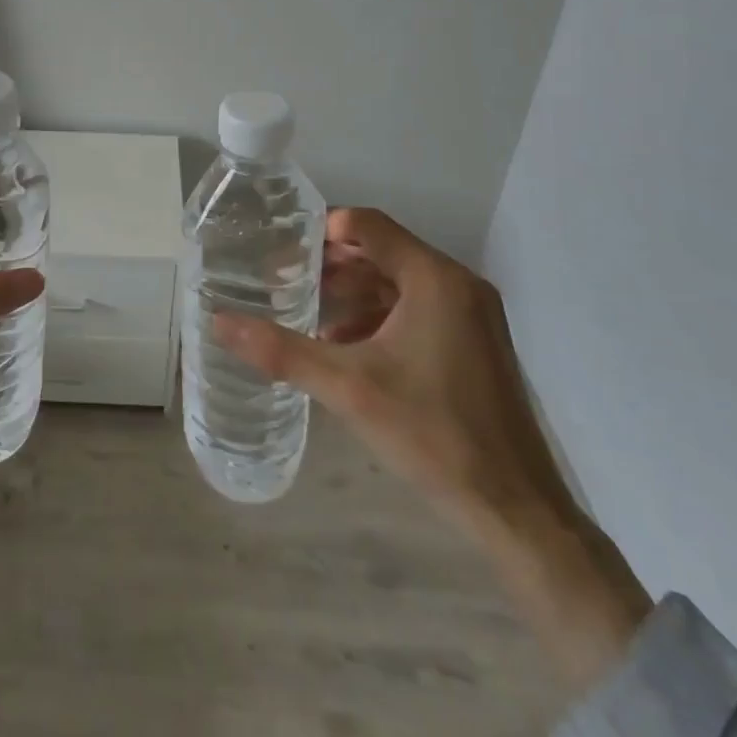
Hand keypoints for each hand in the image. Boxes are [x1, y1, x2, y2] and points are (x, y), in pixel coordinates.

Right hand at [217, 207, 652, 692]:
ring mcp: (471, 315)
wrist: (517, 510)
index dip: (321, 231)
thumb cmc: (433, 434)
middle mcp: (458, 285)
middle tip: (285, 281)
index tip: (281, 250)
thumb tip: (219, 322)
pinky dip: (378, 318)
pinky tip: (344, 347)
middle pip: (381, 252)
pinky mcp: (475, 344)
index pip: (367, 226)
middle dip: (331, 266)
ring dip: (352, 294)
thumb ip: (281, 350)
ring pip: (398, 283)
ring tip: (307, 315)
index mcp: (435, 279)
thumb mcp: (348, 388)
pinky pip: (416, 310)